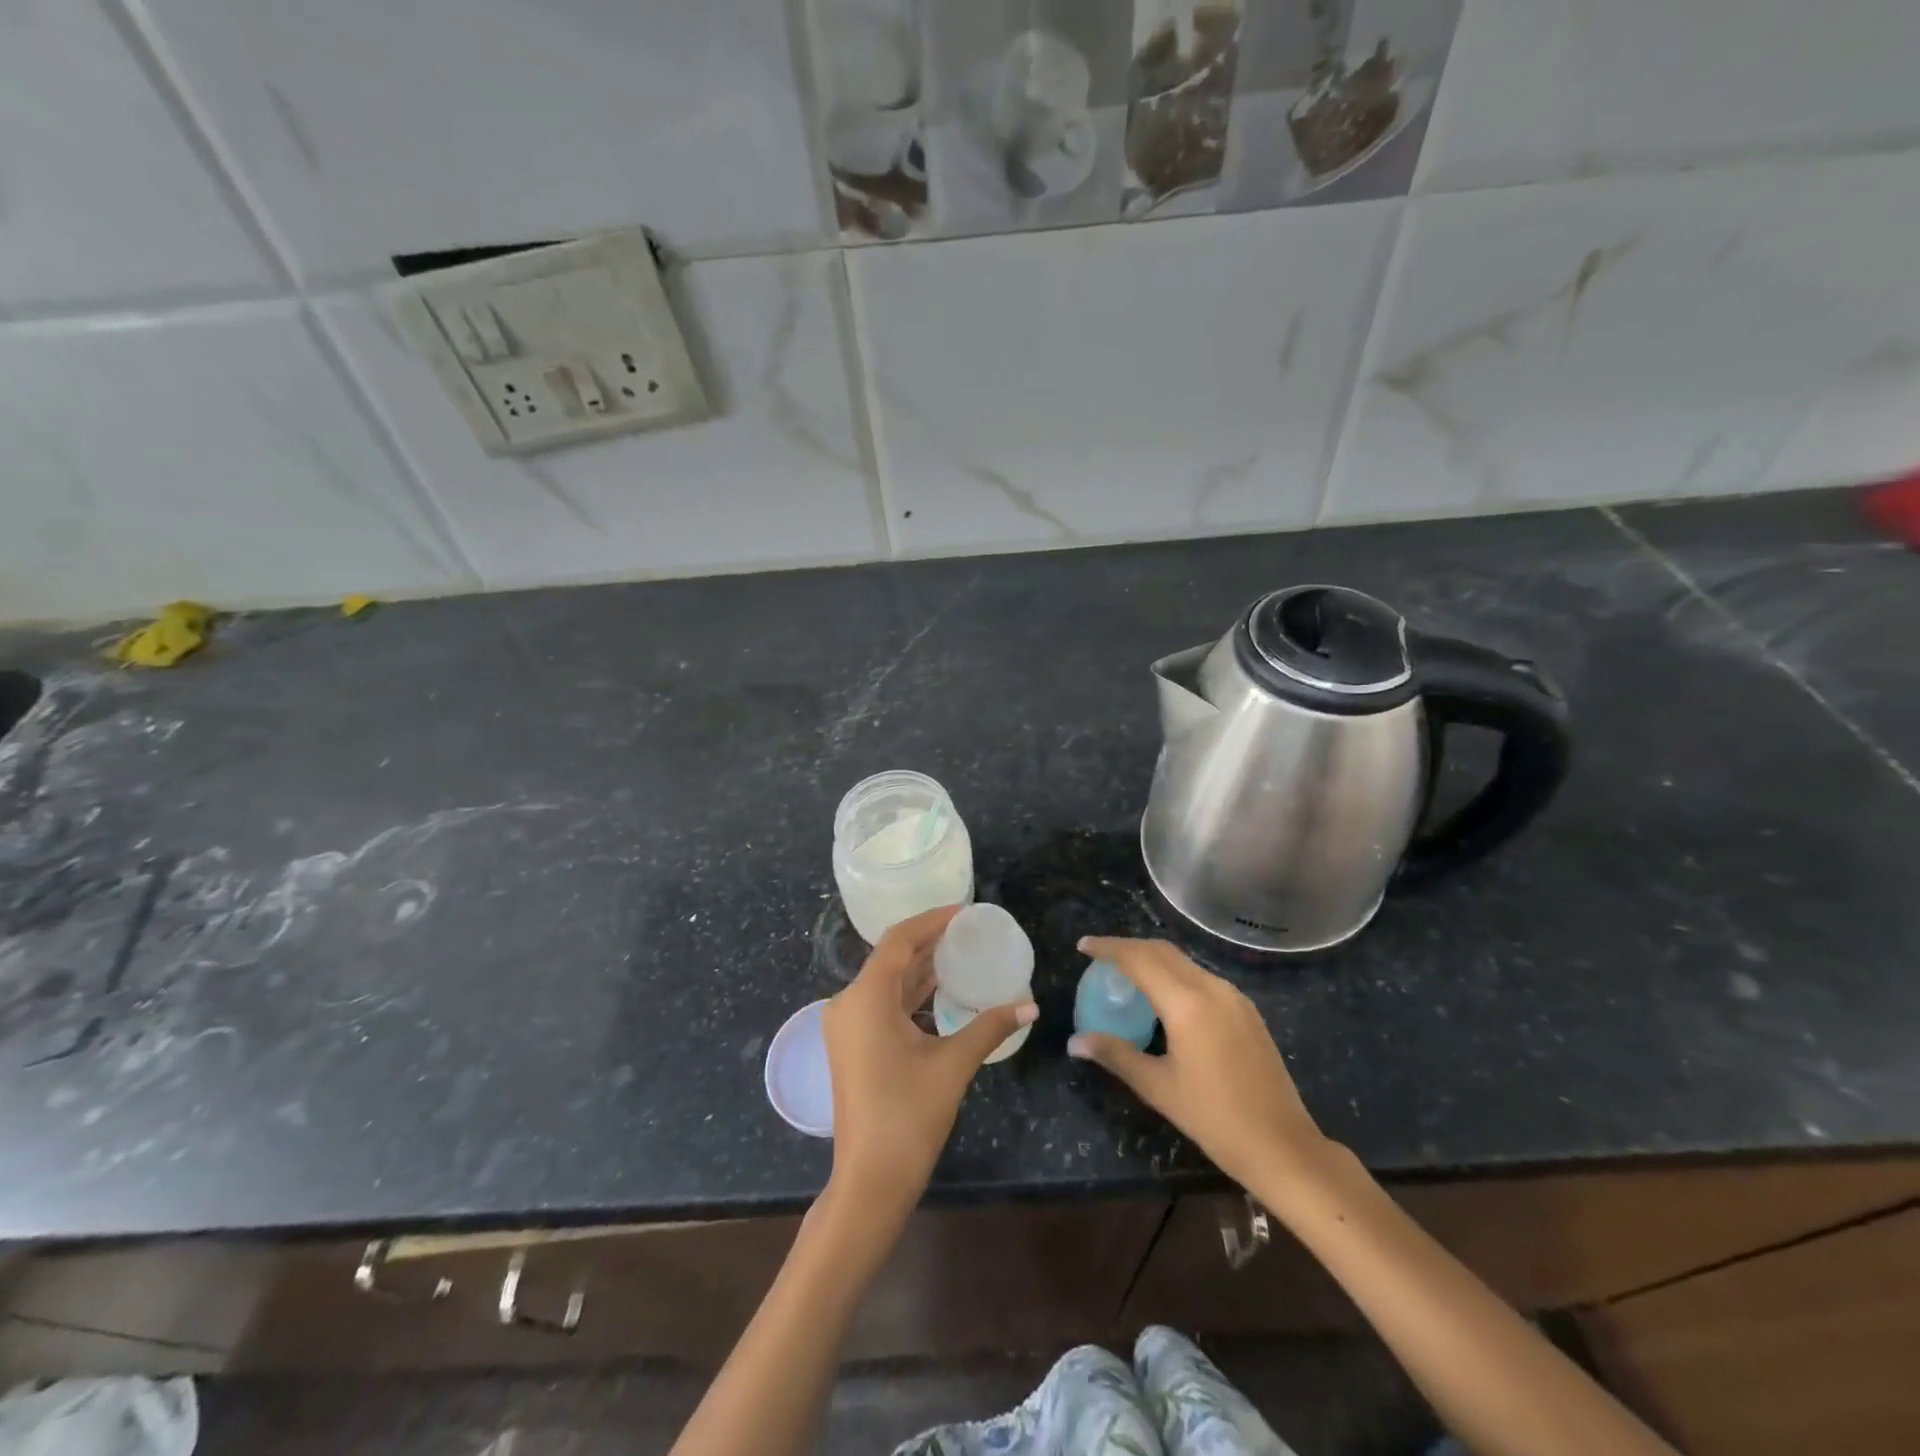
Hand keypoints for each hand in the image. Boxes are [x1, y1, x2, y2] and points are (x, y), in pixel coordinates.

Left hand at [821, 905, 1037, 1218]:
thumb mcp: (953, 1064)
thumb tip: (1030, 1006)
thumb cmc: (908, 1116)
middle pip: (891, 957)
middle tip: (969, 930)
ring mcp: (847, 1025)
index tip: (966, 912)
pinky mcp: (853, 1044)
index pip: (900, 940)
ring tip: (961, 952)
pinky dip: (911, 993)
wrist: (869, 1181)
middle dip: (930, 941)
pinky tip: (942, 990)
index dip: (933, 920)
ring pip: (887, 981)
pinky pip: (883, 1003)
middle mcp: (848, 1002)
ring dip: (921, 966)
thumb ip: (989, 1027)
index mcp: (866, 997)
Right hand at [1069, 936, 1328, 1194]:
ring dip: (1152, 959)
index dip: (1108, 948)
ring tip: (1126, 974)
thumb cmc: (1215, 1119)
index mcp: (1187, 1003)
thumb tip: (1075, 1042)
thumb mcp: (1158, 1087)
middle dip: (1128, 947)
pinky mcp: (1246, 1010)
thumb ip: (1116, 1055)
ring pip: (1184, 962)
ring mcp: (1233, 997)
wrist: (1283, 1146)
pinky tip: (1164, 997)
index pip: (1139, 959)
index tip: (1083, 945)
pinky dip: (1174, 975)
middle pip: (1162, 951)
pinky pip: (1201, 978)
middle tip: (1099, 956)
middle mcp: (1211, 988)